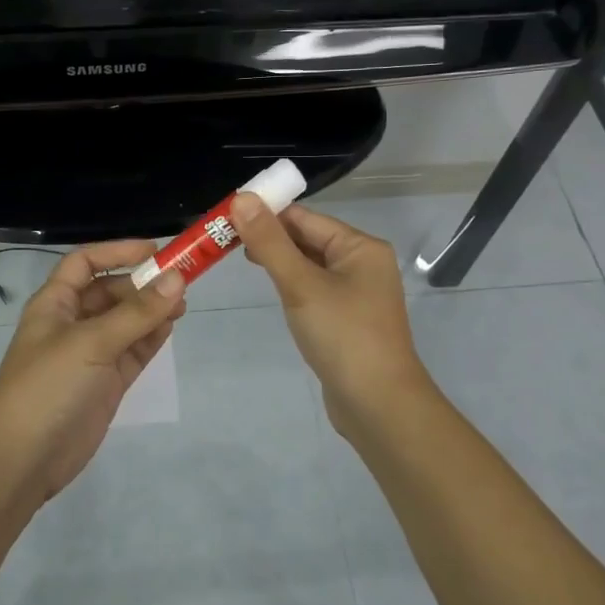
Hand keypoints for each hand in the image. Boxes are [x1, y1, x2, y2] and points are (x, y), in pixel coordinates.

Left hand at [0, 240, 186, 505]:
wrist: (22, 460)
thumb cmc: (47, 386)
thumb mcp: (91, 342)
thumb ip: (137, 312)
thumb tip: (178, 278)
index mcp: (55, 304)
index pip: (85, 263)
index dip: (117, 252)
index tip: (155, 250)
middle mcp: (72, 324)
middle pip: (110, 292)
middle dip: (142, 284)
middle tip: (181, 282)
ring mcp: (90, 355)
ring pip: (126, 322)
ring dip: (151, 310)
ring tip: (182, 304)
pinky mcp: (105, 383)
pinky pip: (133, 351)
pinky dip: (151, 337)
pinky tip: (171, 327)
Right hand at [230, 195, 432, 436]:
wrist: (378, 406)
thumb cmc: (343, 336)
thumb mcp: (301, 285)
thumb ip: (270, 242)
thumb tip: (242, 198)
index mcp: (360, 247)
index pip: (305, 218)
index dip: (267, 213)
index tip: (227, 216)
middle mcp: (363, 264)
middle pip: (309, 239)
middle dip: (270, 237)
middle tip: (225, 239)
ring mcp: (357, 294)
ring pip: (310, 265)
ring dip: (279, 260)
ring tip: (240, 258)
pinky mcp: (348, 320)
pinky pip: (315, 289)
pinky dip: (292, 284)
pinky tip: (272, 289)